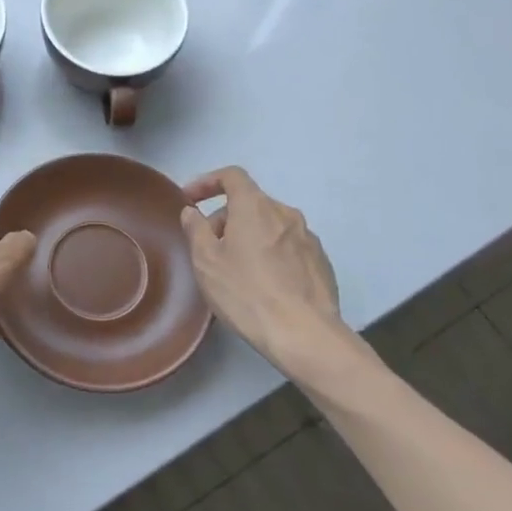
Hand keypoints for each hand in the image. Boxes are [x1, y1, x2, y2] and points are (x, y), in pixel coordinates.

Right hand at [179, 167, 366, 377]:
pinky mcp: (321, 262)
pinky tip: (264, 284)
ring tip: (236, 268)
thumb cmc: (246, 292)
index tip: (190, 200)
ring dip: (249, 236)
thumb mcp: (206, 262)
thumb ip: (196, 230)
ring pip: (270, 225)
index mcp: (255, 206)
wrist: (304, 334)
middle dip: (226, 218)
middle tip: (209, 246)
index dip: (207, 182)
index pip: (231, 176)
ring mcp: (308, 237)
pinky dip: (271, 254)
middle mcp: (285, 213)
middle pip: (250, 203)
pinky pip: (288, 246)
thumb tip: (192, 212)